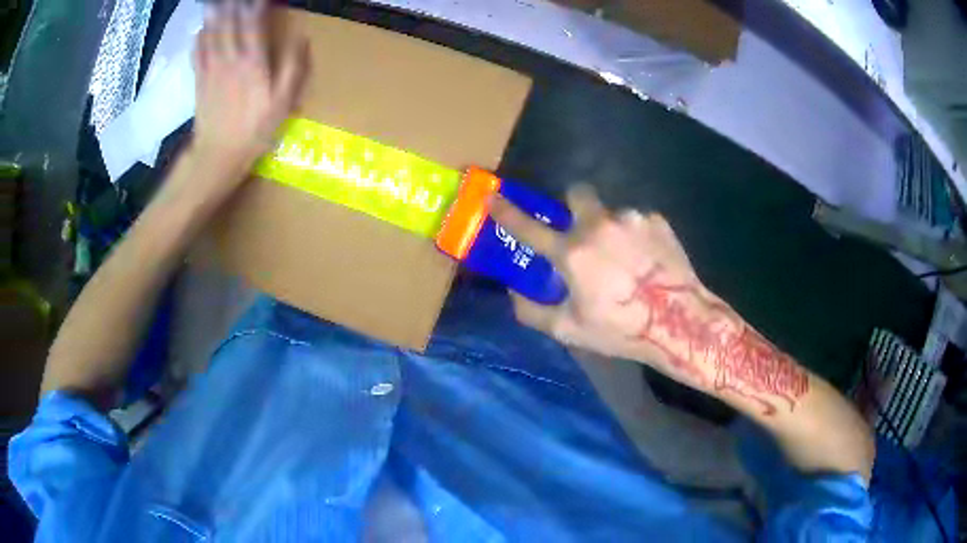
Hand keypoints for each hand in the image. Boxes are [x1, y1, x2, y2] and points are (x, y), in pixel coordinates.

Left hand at [192, 0, 306, 175]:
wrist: (217, 155)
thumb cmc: (254, 130)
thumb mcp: (283, 102)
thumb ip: (294, 67)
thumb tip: (302, 37)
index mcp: (253, 60)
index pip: (254, 21)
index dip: (258, 4)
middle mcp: (230, 57)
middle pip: (230, 21)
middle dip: (234, 5)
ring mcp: (211, 68)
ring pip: (212, 32)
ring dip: (216, 13)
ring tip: (216, 2)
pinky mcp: (199, 80)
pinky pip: (198, 52)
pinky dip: (199, 37)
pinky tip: (201, 29)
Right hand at [490, 187, 707, 380]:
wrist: (680, 322)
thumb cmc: (622, 329)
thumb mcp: (570, 330)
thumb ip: (532, 311)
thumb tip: (514, 292)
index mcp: (573, 252)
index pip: (528, 226)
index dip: (506, 211)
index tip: (492, 196)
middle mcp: (599, 225)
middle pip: (577, 193)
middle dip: (574, 206)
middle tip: (582, 233)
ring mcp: (631, 218)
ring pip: (610, 211)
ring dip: (610, 229)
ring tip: (625, 259)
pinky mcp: (657, 220)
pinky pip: (636, 220)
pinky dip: (634, 235)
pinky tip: (646, 260)